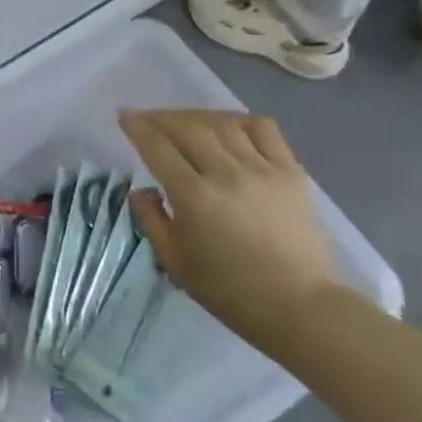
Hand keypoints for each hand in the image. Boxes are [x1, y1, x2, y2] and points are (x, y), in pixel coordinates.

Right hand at [120, 110, 341, 338]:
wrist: (296, 305)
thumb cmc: (227, 290)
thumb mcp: (174, 261)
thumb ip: (151, 220)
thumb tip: (141, 191)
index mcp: (195, 198)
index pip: (158, 149)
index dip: (138, 128)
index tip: (125, 116)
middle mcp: (227, 174)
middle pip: (188, 128)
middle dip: (162, 118)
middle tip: (147, 119)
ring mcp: (263, 169)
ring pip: (223, 124)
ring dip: (196, 116)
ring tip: (183, 121)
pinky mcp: (291, 172)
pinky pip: (264, 130)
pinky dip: (240, 121)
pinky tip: (228, 128)